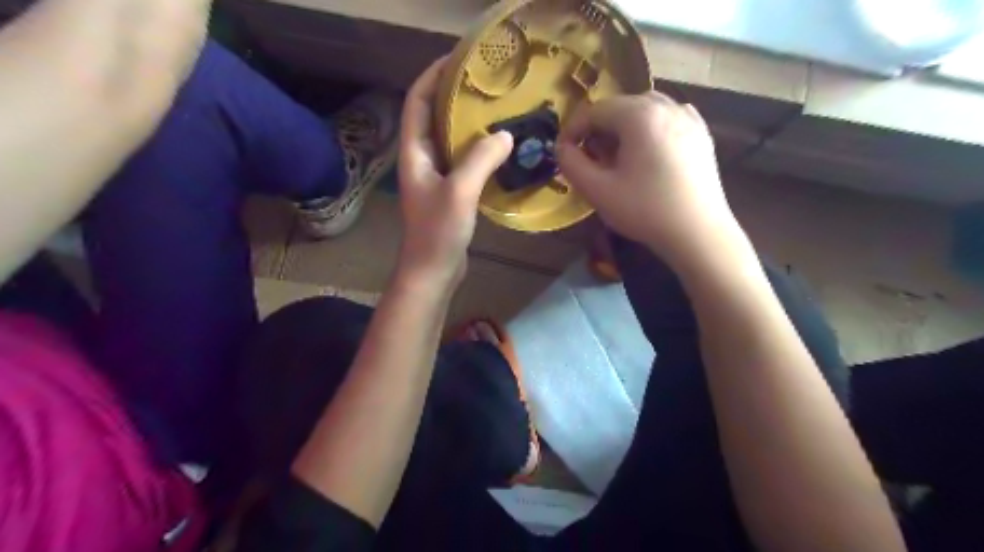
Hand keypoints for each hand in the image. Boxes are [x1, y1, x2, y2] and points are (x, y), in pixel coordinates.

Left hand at [395, 58, 514, 287]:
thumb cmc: (438, 232)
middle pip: (433, 117)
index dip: (433, 76)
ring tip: (496, 110)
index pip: (418, 102)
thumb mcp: (459, 191)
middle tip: (485, 84)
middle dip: (454, 96)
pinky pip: (463, 162)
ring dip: (469, 124)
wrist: (432, 271)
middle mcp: (421, 160)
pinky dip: (478, 151)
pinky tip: (500, 149)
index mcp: (414, 153)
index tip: (458, 60)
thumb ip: (480, 160)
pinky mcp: (450, 193)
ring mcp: (436, 177)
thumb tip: (506, 135)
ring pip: (450, 141)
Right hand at [557, 91, 741, 265]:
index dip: (573, 130)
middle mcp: (666, 105)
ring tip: (618, 158)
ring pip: (644, 111)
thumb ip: (571, 164)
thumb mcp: (598, 190)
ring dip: (623, 130)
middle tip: (591, 160)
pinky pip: (666, 120)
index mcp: (639, 115)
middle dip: (599, 130)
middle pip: (620, 107)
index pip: (595, 110)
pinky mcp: (701, 134)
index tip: (564, 153)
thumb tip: (562, 147)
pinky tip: (647, 154)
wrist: (698, 232)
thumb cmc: (645, 210)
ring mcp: (688, 117)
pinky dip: (649, 131)